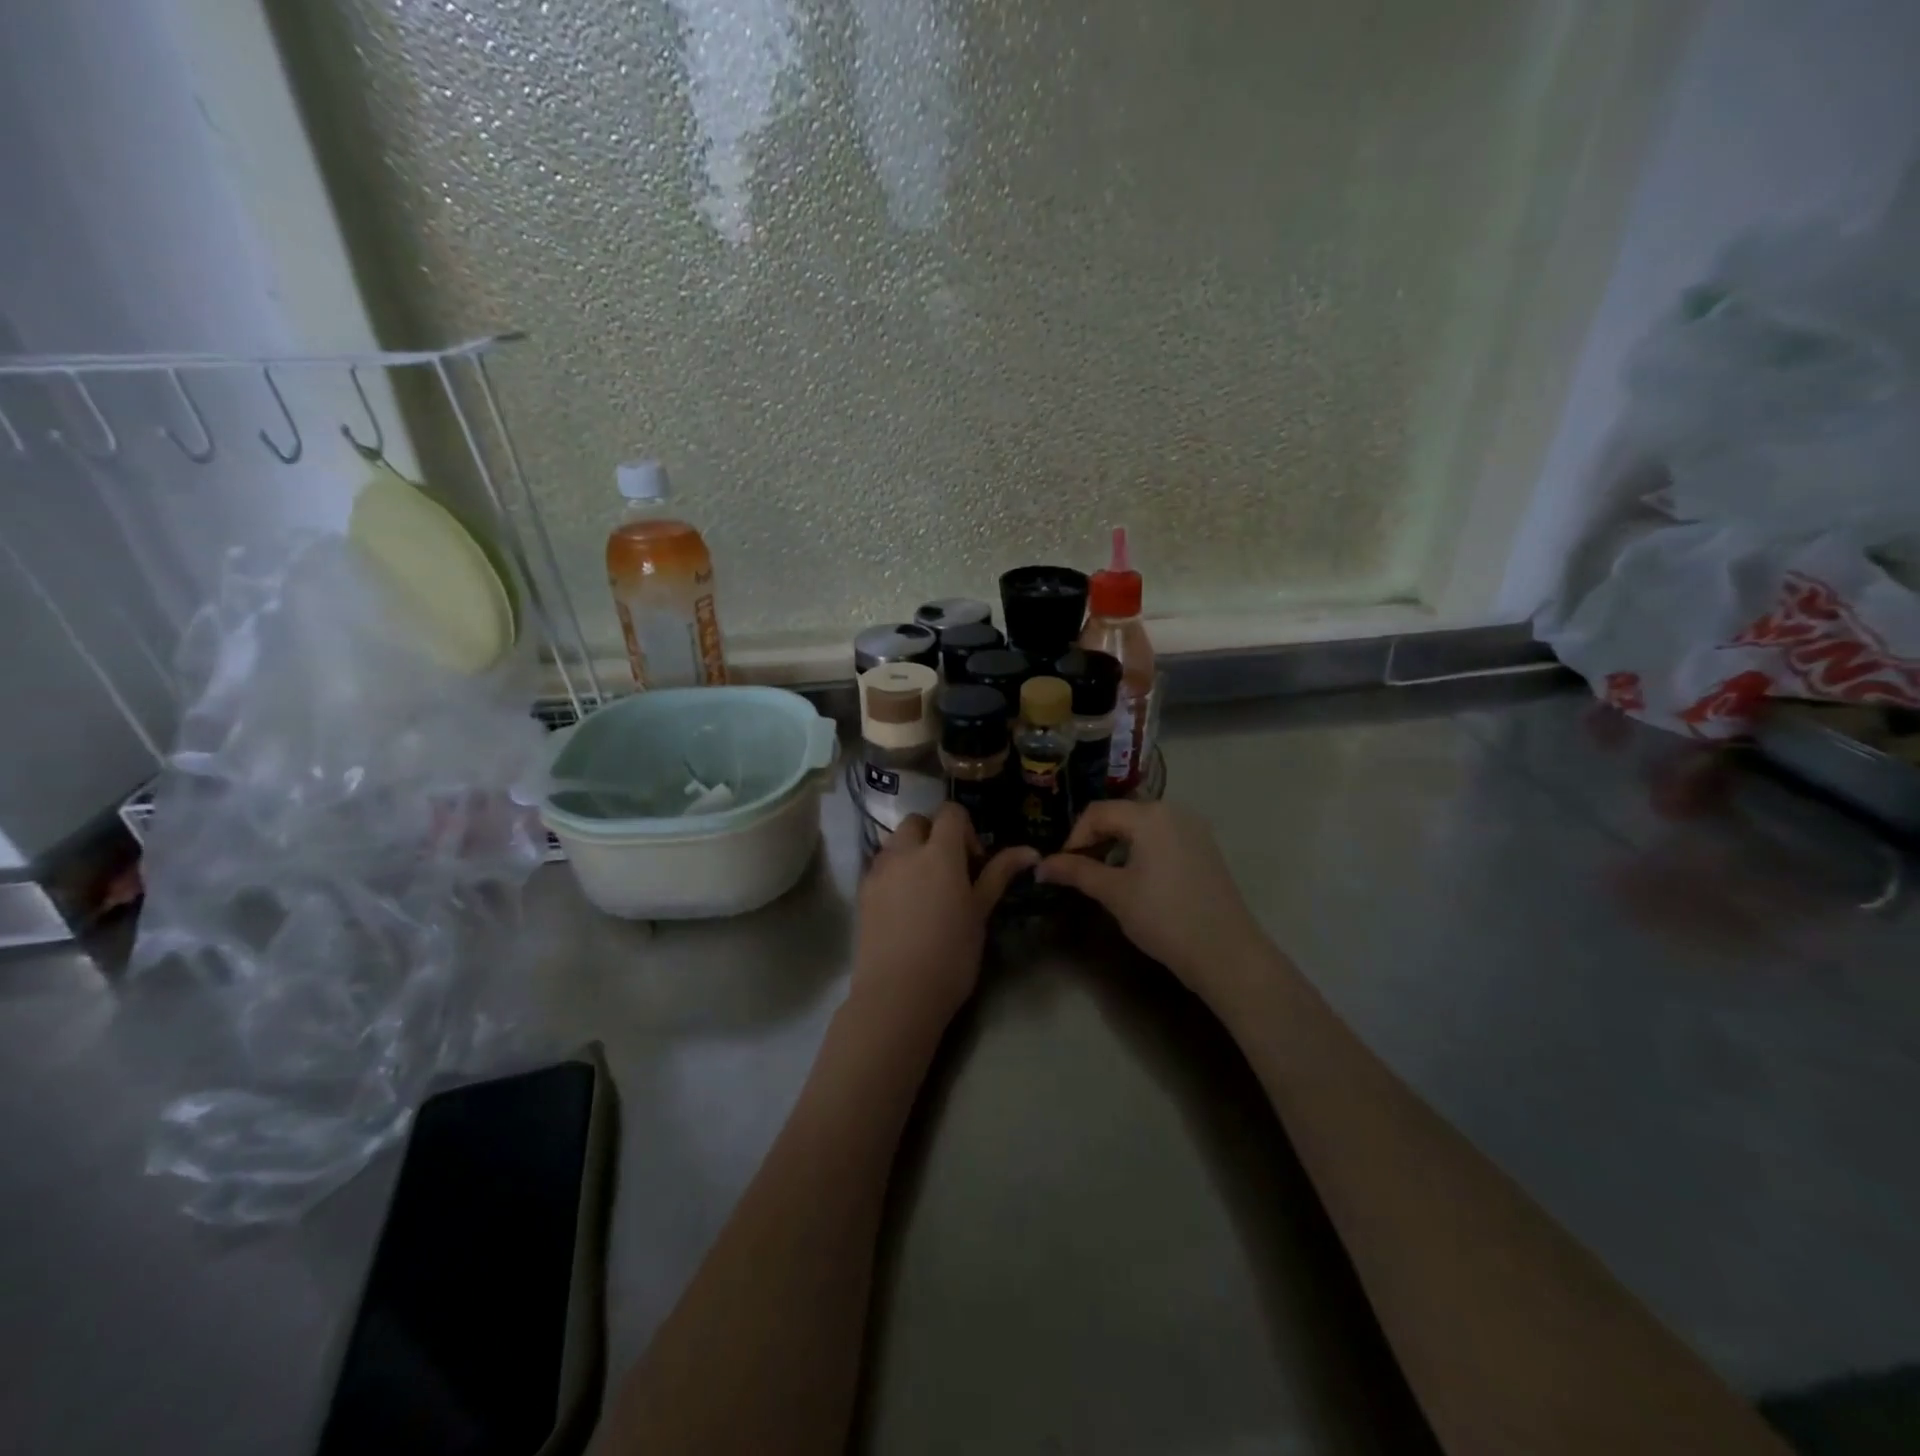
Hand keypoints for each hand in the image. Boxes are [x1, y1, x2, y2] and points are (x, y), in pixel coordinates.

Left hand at [851, 804, 1037, 1031]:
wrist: (897, 994)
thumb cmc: (951, 953)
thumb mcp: (980, 912)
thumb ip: (998, 874)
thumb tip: (1030, 851)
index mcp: (939, 852)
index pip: (950, 812)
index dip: (965, 829)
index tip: (974, 862)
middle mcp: (904, 852)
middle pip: (917, 822)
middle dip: (934, 835)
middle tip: (950, 872)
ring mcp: (878, 871)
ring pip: (895, 843)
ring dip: (912, 852)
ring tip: (926, 889)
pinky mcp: (862, 892)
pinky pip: (880, 867)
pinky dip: (894, 872)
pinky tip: (906, 907)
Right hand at [1035, 800, 1272, 1006]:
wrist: (1226, 953)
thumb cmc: (1164, 917)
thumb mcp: (1114, 893)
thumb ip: (1076, 872)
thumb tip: (1040, 866)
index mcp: (1149, 815)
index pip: (1097, 812)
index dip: (1073, 837)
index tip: (1061, 867)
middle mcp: (1174, 811)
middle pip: (1120, 815)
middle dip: (1094, 840)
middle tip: (1078, 872)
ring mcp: (1194, 830)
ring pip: (1141, 827)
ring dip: (1116, 846)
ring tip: (1103, 877)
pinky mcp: (1205, 849)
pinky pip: (1162, 838)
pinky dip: (1141, 851)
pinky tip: (1136, 880)